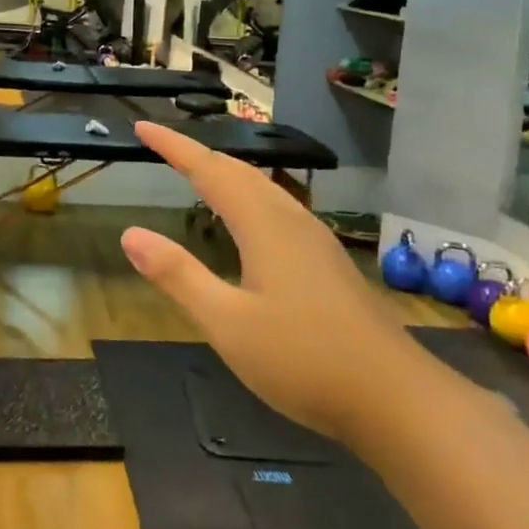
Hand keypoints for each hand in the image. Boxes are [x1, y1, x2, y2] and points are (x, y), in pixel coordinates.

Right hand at [120, 122, 404, 441]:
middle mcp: (290, 220)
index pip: (208, 169)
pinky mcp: (328, 262)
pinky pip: (277, 208)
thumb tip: (130, 233)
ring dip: (226, 173)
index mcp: (263, 224)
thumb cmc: (304, 360)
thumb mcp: (227, 323)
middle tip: (163, 147)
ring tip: (198, 174)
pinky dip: (248, 196)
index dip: (174, 146)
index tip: (143, 128)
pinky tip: (248, 222)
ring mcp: (315, 240)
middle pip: (238, 171)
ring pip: (262, 188)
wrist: (398, 399)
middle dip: (198, 154)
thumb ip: (178, 276)